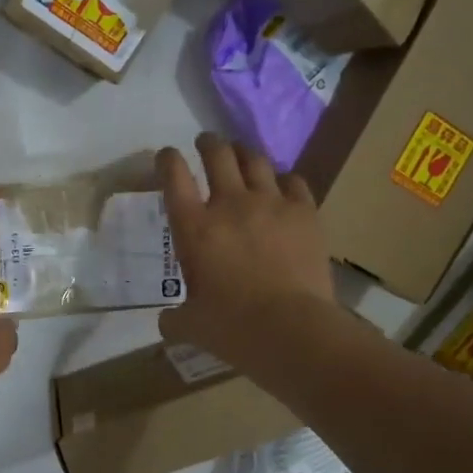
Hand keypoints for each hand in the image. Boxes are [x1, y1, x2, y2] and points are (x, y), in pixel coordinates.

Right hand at [157, 133, 334, 366]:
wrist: (292, 330)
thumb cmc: (232, 328)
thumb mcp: (191, 326)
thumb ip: (174, 318)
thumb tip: (167, 321)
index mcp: (194, 227)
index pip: (173, 176)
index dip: (167, 159)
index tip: (167, 155)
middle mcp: (229, 204)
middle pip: (217, 154)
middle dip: (208, 143)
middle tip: (206, 143)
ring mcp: (271, 204)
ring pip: (255, 159)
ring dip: (244, 153)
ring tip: (241, 154)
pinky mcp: (305, 213)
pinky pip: (294, 181)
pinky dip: (284, 179)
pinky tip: (283, 185)